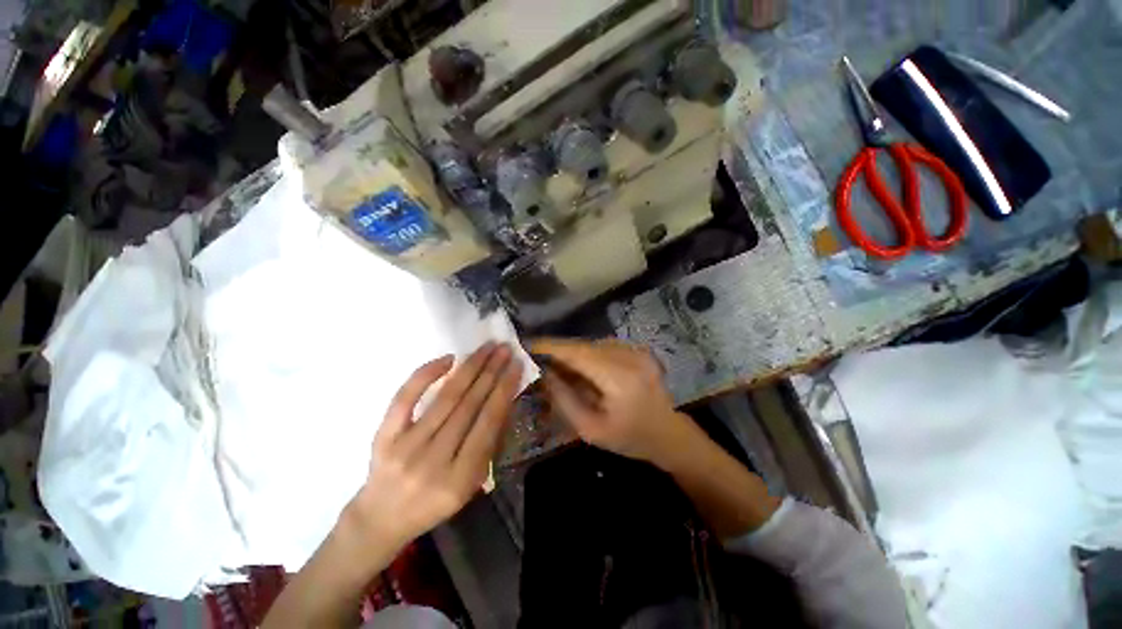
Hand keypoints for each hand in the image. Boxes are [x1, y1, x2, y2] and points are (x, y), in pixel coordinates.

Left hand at [350, 343, 522, 548]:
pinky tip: (448, 359)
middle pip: (468, 406)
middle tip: (504, 349)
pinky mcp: (383, 436)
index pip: (488, 423)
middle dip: (491, 372)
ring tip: (486, 348)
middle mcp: (432, 461)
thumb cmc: (434, 501)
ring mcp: (405, 447)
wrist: (381, 518)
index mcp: (460, 478)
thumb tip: (503, 398)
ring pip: (445, 398)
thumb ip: (489, 444)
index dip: (504, 390)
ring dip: (469, 368)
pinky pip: (405, 398)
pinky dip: (426, 374)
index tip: (516, 365)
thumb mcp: (471, 483)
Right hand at [532, 338, 693, 467]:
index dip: (551, 347)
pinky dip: (587, 354)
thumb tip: (544, 373)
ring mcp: (636, 351)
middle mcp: (629, 357)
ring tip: (557, 367)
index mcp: (620, 378)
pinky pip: (603, 347)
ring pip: (592, 345)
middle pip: (584, 346)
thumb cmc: (630, 439)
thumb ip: (565, 399)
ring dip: (573, 353)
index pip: (578, 354)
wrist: (669, 434)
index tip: (527, 344)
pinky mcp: (638, 350)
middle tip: (538, 359)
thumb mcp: (591, 429)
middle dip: (559, 350)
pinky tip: (580, 368)